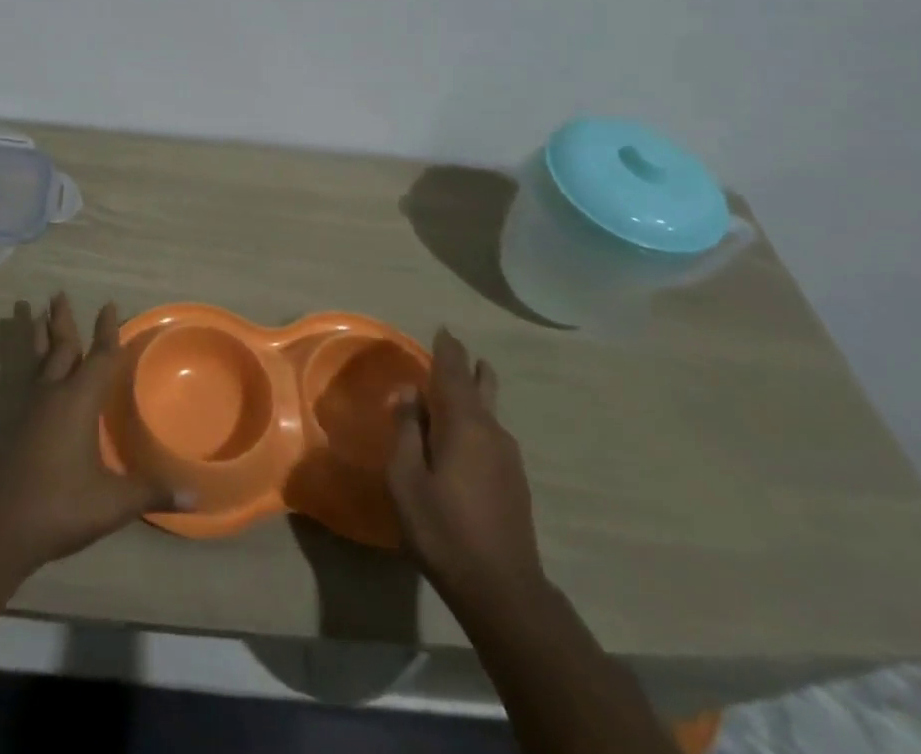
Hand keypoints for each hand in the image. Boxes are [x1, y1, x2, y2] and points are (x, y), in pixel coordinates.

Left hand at [0, 295, 176, 575]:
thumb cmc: (59, 506)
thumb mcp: (112, 503)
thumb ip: (151, 492)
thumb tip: (196, 498)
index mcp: (78, 401)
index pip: (99, 357)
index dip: (106, 332)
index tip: (108, 305)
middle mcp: (51, 393)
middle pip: (59, 347)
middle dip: (62, 321)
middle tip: (58, 294)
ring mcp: (25, 407)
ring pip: (33, 359)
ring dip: (36, 335)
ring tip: (31, 311)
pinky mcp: (7, 425)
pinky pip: (17, 379)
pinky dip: (20, 364)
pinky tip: (20, 369)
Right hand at [387, 328, 544, 605]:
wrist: (503, 591)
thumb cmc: (444, 529)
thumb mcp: (406, 478)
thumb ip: (406, 429)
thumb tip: (409, 393)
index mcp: (465, 424)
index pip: (454, 373)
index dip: (447, 350)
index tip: (443, 330)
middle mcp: (492, 432)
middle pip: (482, 388)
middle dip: (469, 368)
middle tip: (456, 352)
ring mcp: (508, 459)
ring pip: (489, 413)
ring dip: (473, 396)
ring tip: (457, 389)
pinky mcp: (514, 483)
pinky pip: (491, 435)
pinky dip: (475, 422)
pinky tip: (463, 437)